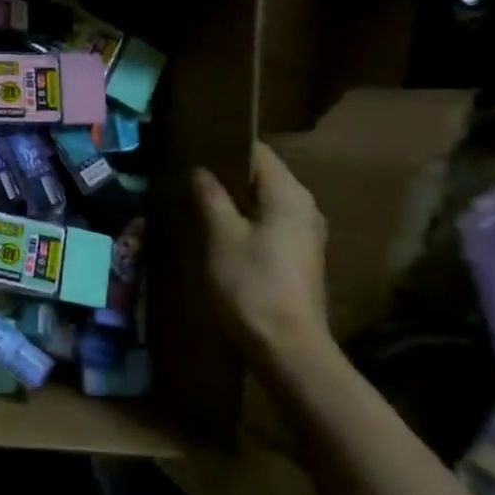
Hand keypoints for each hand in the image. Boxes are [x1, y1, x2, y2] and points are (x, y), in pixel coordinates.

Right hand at [194, 143, 330, 360]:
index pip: (259, 153)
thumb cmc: (251, 285)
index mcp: (290, 195)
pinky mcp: (299, 257)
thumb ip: (210, 197)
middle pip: (263, 177)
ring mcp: (306, 234)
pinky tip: (218, 231)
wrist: (288, 348)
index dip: (226, 147)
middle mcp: (305, 207)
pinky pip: (269, 224)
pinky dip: (245, 221)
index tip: (194, 147)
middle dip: (227, 174)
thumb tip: (200, 170)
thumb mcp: (221, 237)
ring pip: (265, 202)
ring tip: (196, 201)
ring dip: (234, 200)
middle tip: (188, 175)